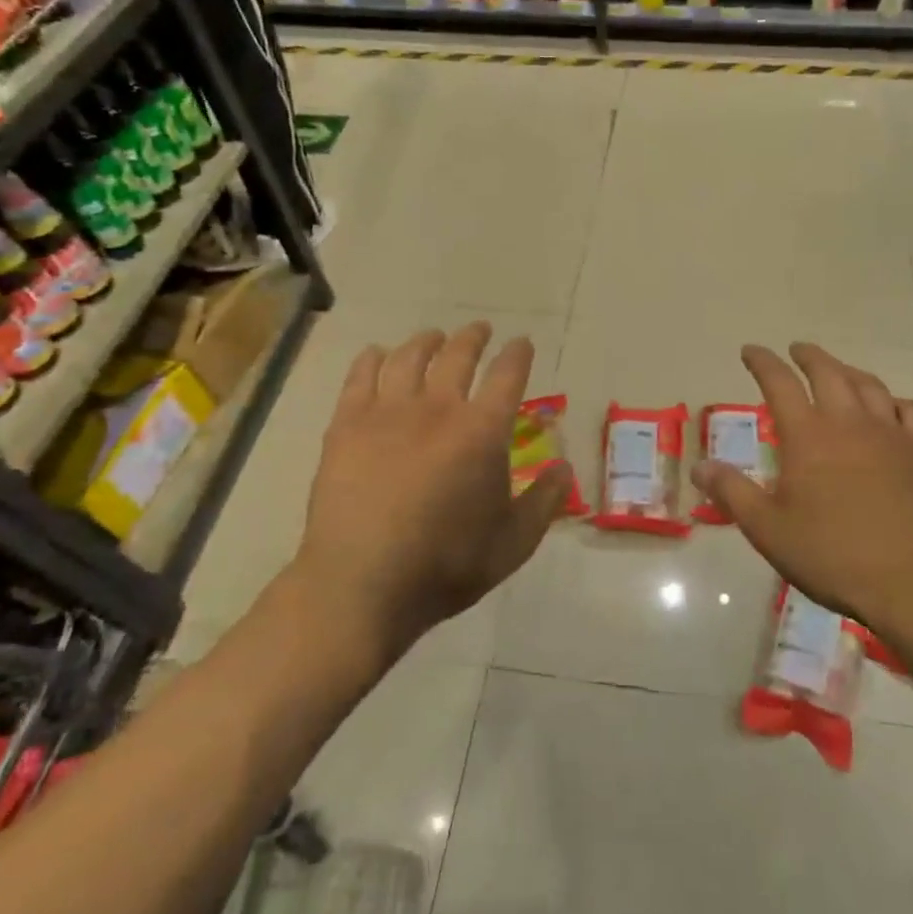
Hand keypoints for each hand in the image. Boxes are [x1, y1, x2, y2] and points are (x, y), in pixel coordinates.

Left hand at [289, 322, 572, 664]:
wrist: (363, 583)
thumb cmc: (446, 565)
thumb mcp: (514, 543)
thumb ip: (545, 501)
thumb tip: (566, 467)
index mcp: (483, 431)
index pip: (508, 375)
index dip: (518, 354)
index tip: (522, 343)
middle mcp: (437, 408)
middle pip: (458, 356)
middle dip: (473, 338)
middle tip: (480, 330)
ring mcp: (387, 413)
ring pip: (408, 358)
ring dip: (425, 341)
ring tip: (433, 336)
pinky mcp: (346, 425)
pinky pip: (360, 377)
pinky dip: (372, 359)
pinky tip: (377, 354)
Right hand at [692, 343, 912, 640]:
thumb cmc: (833, 556)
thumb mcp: (768, 530)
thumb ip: (732, 492)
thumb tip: (699, 466)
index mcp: (808, 436)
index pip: (779, 383)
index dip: (762, 362)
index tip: (750, 351)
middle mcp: (850, 423)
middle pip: (828, 372)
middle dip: (808, 356)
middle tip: (796, 350)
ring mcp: (892, 435)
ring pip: (869, 385)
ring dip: (848, 370)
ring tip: (838, 369)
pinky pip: (910, 411)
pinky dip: (894, 400)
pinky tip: (891, 407)